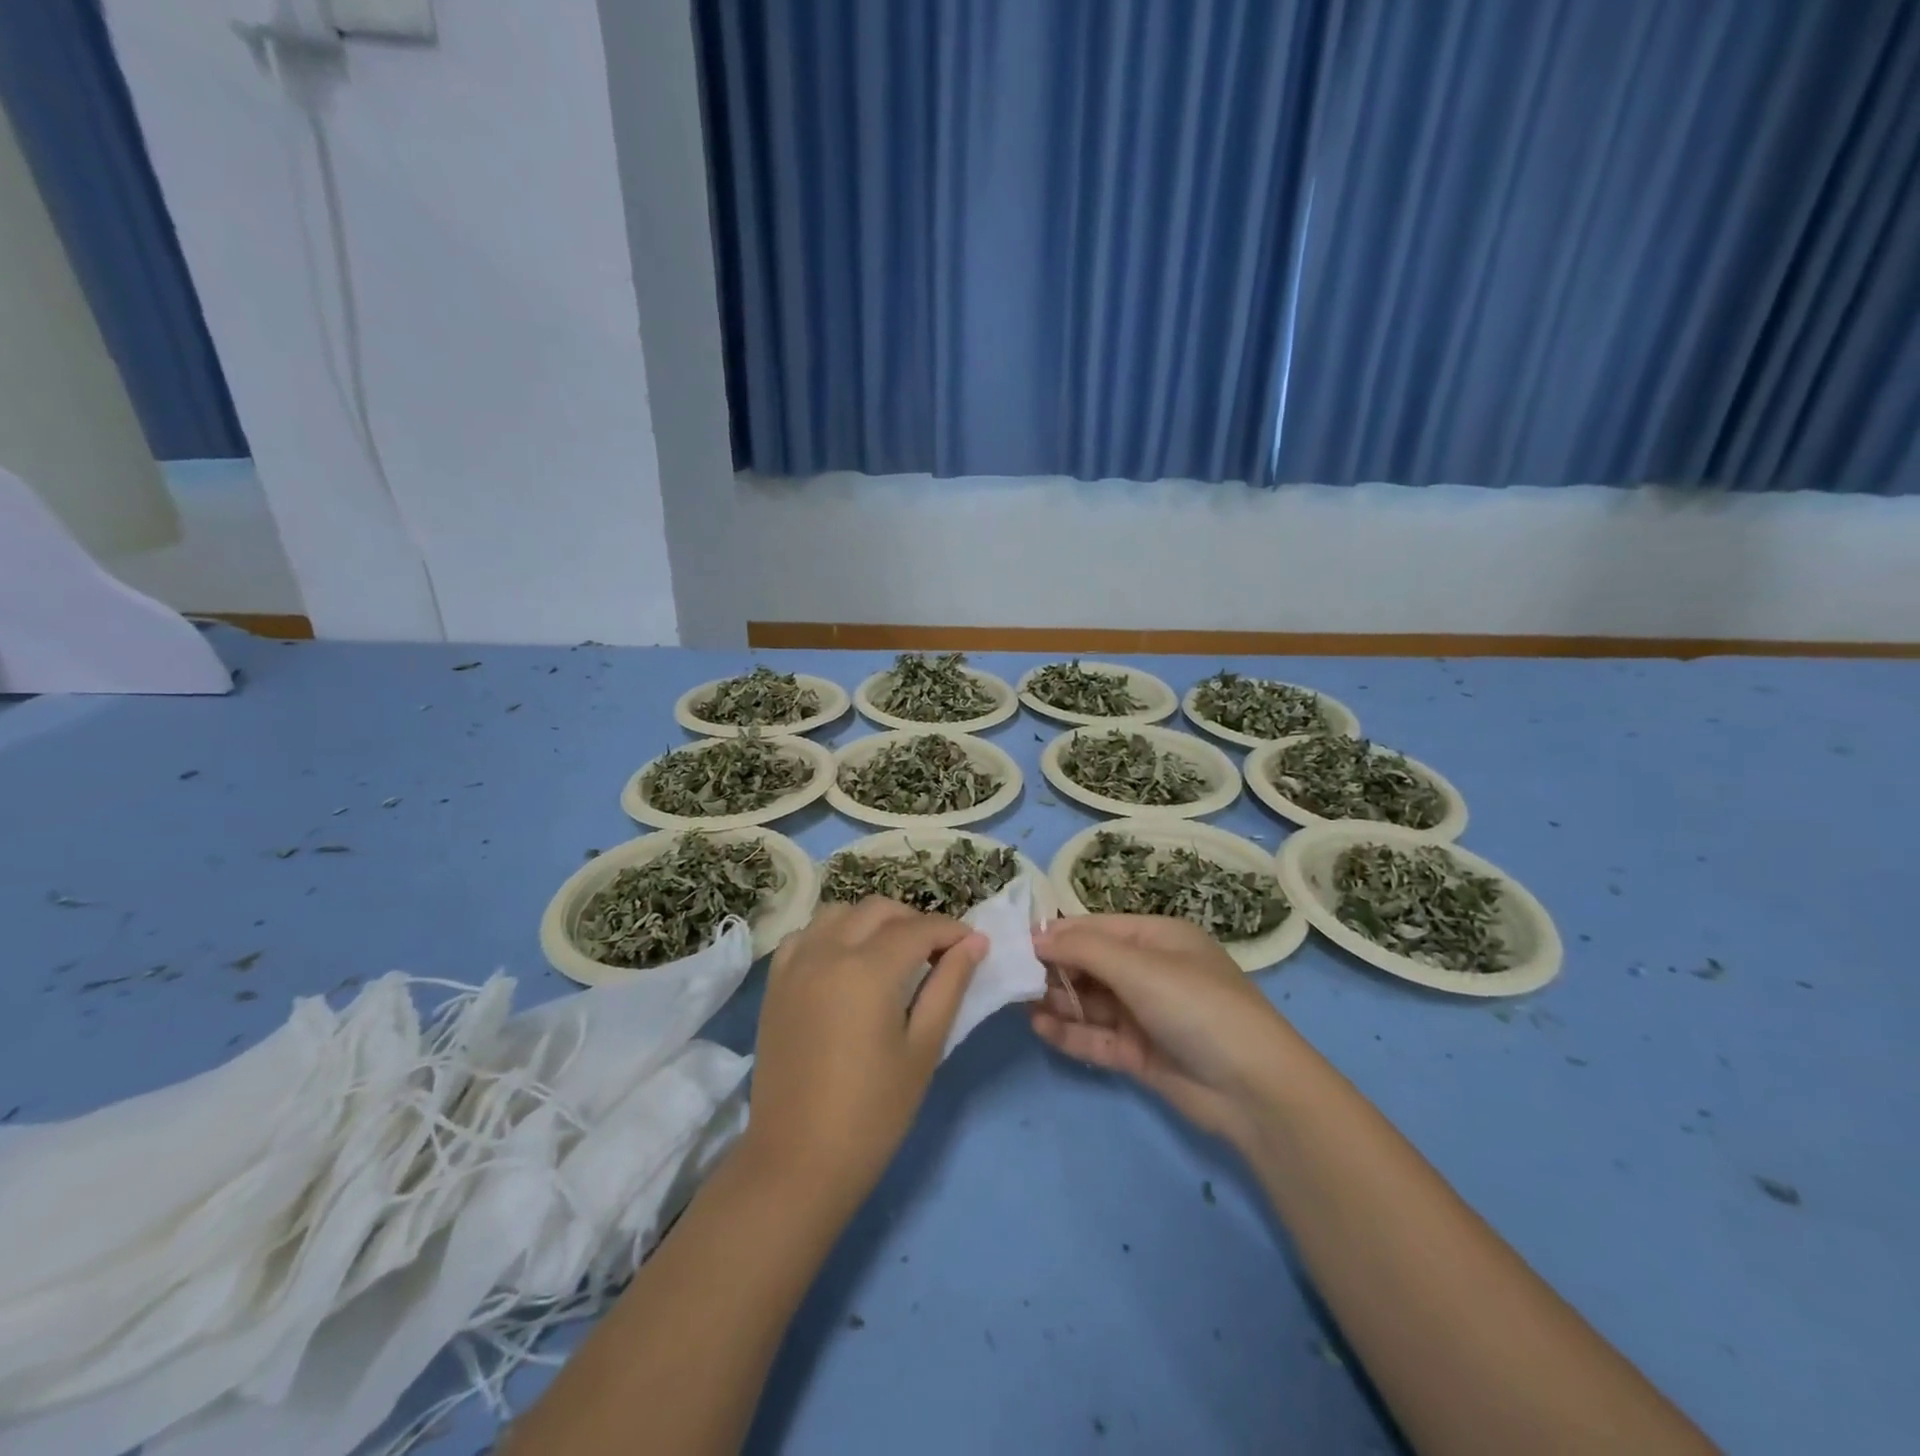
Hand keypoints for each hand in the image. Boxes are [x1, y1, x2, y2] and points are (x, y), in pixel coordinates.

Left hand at [743, 898, 985, 1208]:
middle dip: (914, 921)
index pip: (919, 929)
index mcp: (867, 968)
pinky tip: (846, 962)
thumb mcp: (924, 1048)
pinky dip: (832, 934)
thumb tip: (974, 942)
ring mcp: (795, 964)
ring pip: (839, 913)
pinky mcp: (775, 983)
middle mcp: (827, 951)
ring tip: (893, 954)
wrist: (797, 1161)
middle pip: (878, 910)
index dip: (952, 930)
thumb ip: (949, 985)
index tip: (973, 944)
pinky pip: (807, 935)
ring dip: (872, 921)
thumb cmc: (873, 1112)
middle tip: (937, 953)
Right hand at [1031, 915, 1298, 1146]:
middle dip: (1053, 969)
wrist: (1254, 1091)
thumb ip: (1084, 949)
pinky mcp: (1140, 1054)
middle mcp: (1150, 972)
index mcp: (1157, 939)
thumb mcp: (1140, 967)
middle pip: (1090, 964)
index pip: (1096, 928)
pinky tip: (1040, 1028)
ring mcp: (1145, 1015)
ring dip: (1058, 1001)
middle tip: (1010, 977)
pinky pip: (1097, 1037)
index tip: (1015, 944)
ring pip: (1090, 1002)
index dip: (1057, 934)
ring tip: (1018, 1002)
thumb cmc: (1197, 1007)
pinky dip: (1070, 1032)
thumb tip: (1035, 934)